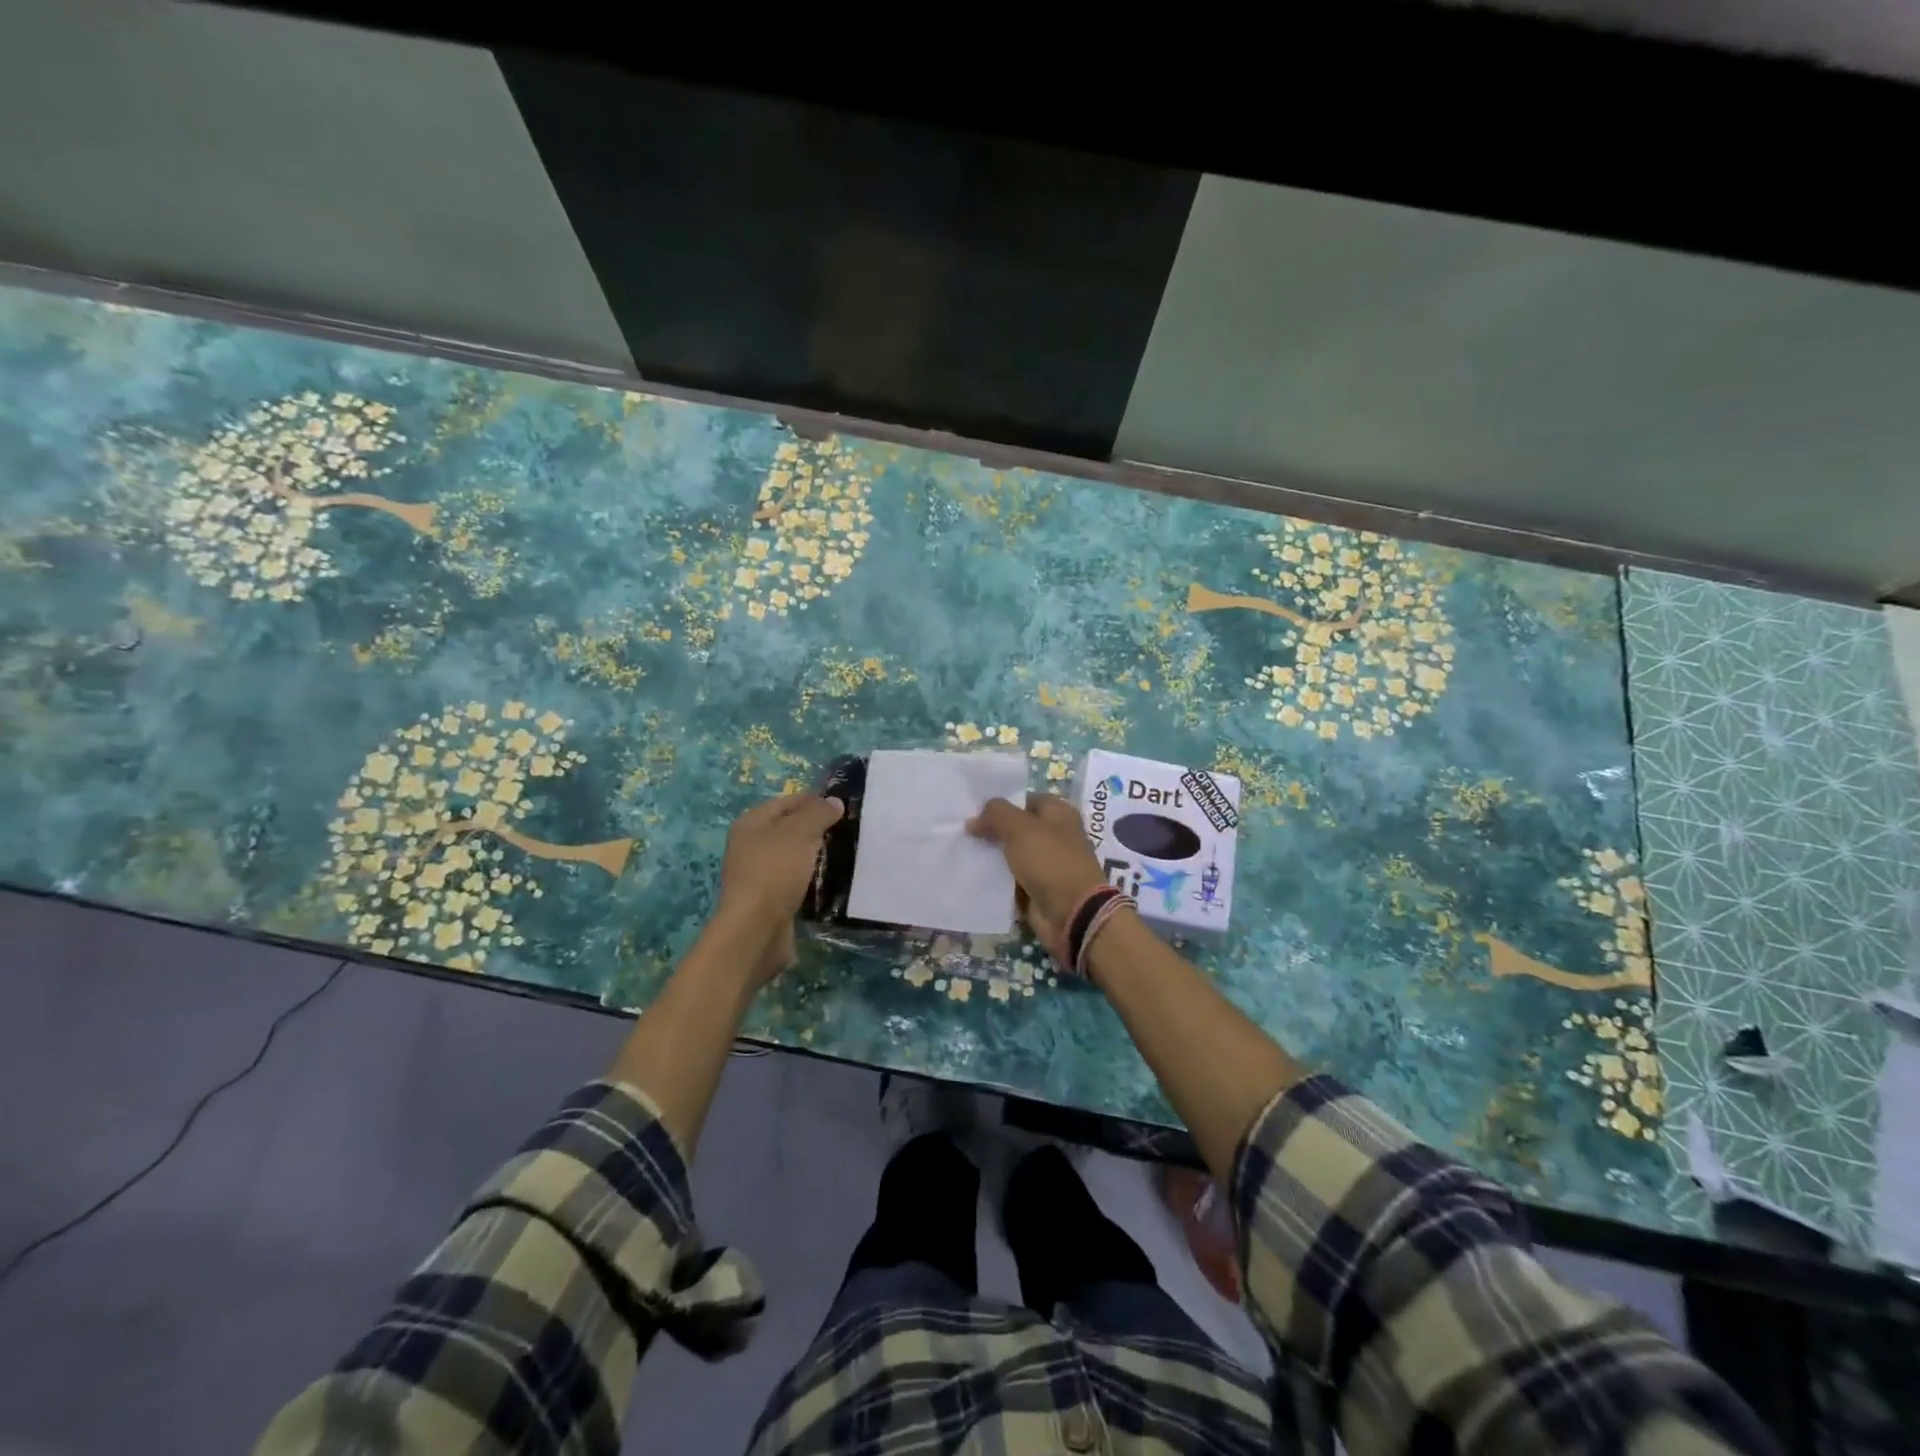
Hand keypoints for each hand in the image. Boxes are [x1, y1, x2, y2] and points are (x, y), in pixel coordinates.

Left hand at [714, 792, 844, 985]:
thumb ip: (818, 813)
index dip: (812, 800)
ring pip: (791, 855)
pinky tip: (828, 878)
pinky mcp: (768, 898)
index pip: (785, 802)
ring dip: (813, 853)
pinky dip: (809, 876)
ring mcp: (758, 874)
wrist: (756, 928)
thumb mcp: (800, 833)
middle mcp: (750, 846)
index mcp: (751, 823)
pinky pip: (793, 878)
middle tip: (846, 827)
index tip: (841, 804)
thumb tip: (834, 801)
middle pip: (787, 828)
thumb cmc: (775, 871)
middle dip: (814, 826)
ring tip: (842, 850)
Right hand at [966, 793, 1109, 951]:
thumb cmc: (1051, 862)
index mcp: (1058, 813)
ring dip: (991, 855)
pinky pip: (1011, 878)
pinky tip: (972, 873)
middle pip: (1016, 827)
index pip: (1024, 800)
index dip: (1000, 804)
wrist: (1072, 914)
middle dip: (992, 830)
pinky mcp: (1037, 888)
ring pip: (1012, 853)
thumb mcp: (1020, 829)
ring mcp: (1046, 863)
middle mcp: (1054, 835)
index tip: (972, 810)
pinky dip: (996, 877)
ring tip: (961, 850)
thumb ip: (995, 815)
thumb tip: (973, 820)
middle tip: (962, 831)